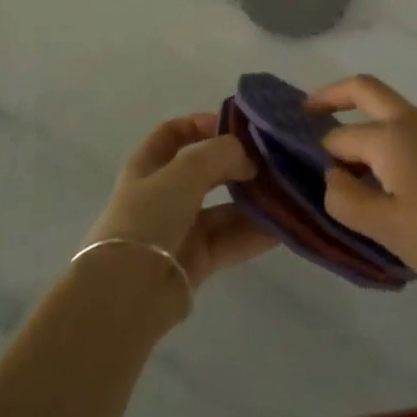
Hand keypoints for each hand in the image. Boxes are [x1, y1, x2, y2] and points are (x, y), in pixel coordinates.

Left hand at [87, 114, 276, 289]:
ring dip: (253, 200)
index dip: (202, 124)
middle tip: (272, 160)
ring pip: (223, 208)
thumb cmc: (149, 217)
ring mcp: (180, 228)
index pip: (175, 133)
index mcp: (148, 165)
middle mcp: (164, 194)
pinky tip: (285, 226)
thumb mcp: (184, 170)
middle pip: (205, 170)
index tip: (238, 126)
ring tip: (288, 191)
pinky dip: (256, 232)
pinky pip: (232, 239)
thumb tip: (249, 159)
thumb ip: (221, 153)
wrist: (128, 292)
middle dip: (237, 163)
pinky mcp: (197, 261)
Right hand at [311, 76, 416, 316]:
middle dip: (332, 96)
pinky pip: (415, 135)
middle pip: (366, 90)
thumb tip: (332, 176)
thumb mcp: (386, 228)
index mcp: (393, 136)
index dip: (320, 157)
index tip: (307, 179)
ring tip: (353, 173)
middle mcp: (416, 121)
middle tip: (305, 115)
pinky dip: (392, 145)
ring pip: (393, 114)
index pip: (339, 137)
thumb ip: (345, 198)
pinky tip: (395, 185)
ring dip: (366, 126)